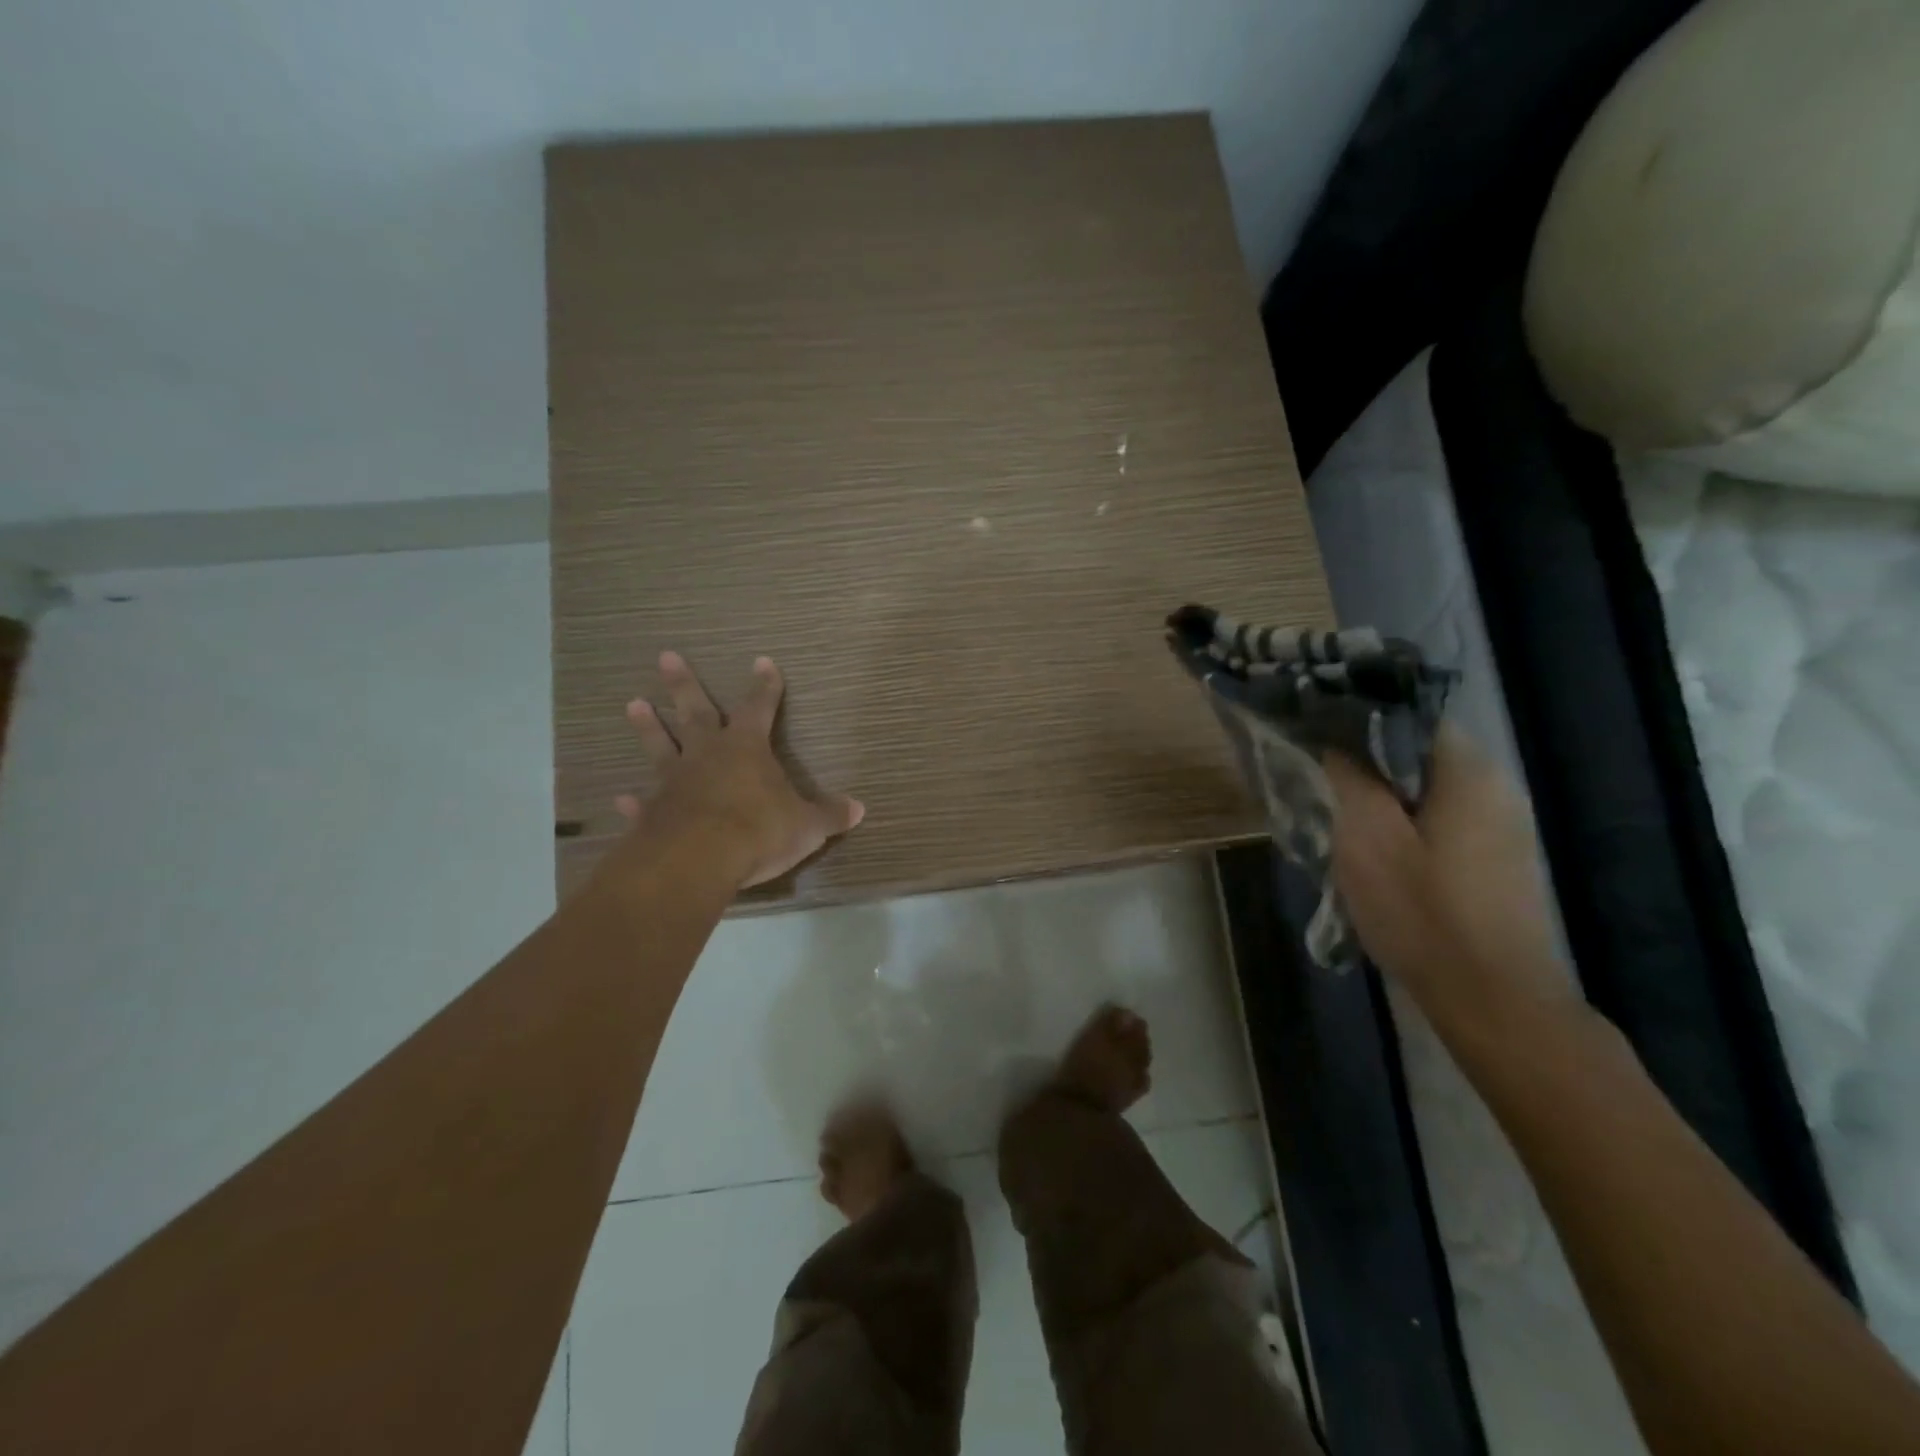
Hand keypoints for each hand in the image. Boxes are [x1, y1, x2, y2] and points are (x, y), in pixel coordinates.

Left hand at [611, 652, 863, 888]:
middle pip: (696, 712)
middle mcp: (707, 755)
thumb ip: (829, 815)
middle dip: (684, 684)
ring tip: (633, 704)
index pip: (760, 707)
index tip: (763, 662)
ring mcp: (675, 781)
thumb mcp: (807, 826)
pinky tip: (621, 800)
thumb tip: (858, 809)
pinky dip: (633, 802)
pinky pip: (644, 803)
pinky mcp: (653, 812)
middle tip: (665, 656)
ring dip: (648, 727)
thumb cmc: (759, 831)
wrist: (699, 860)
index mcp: (747, 748)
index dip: (765, 686)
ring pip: (661, 746)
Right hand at [1325, 724, 1571, 1018]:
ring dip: (1383, 797)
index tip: (1316, 734)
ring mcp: (1504, 826)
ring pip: (1427, 789)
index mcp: (1468, 771)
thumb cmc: (1423, 912)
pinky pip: (1442, 820)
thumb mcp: (1367, 839)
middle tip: (1321, 781)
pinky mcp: (1499, 859)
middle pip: (1418, 753)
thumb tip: (1338, 741)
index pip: (1409, 715)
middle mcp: (1496, 787)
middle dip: (1367, 762)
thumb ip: (1351, 778)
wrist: (1493, 999)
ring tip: (1341, 819)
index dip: (1359, 719)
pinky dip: (1406, 824)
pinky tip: (1379, 854)